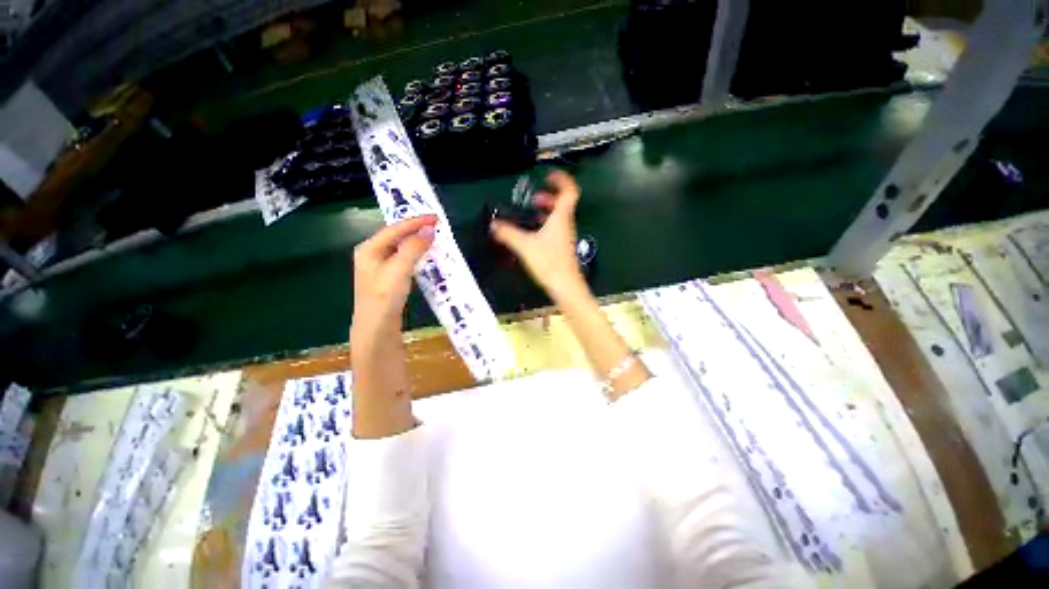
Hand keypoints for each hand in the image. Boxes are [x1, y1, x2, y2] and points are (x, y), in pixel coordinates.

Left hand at [352, 215, 436, 334]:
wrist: (377, 328)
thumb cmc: (385, 296)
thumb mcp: (400, 268)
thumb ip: (414, 247)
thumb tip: (430, 229)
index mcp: (369, 248)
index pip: (395, 228)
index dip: (416, 222)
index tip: (436, 218)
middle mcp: (372, 254)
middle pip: (396, 236)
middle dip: (416, 230)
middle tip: (436, 226)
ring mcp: (379, 267)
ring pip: (401, 248)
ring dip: (417, 242)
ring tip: (434, 237)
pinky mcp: (388, 279)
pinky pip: (404, 260)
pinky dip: (416, 255)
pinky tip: (425, 257)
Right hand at [491, 170, 586, 301]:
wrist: (566, 286)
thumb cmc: (548, 262)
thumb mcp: (524, 246)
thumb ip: (508, 234)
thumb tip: (493, 225)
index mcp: (561, 217)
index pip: (569, 191)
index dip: (561, 180)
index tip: (548, 175)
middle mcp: (566, 224)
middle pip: (563, 204)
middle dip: (549, 197)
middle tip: (533, 199)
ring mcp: (566, 237)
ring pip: (559, 217)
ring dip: (546, 212)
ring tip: (530, 214)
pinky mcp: (562, 248)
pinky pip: (555, 229)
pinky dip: (545, 225)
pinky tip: (532, 234)